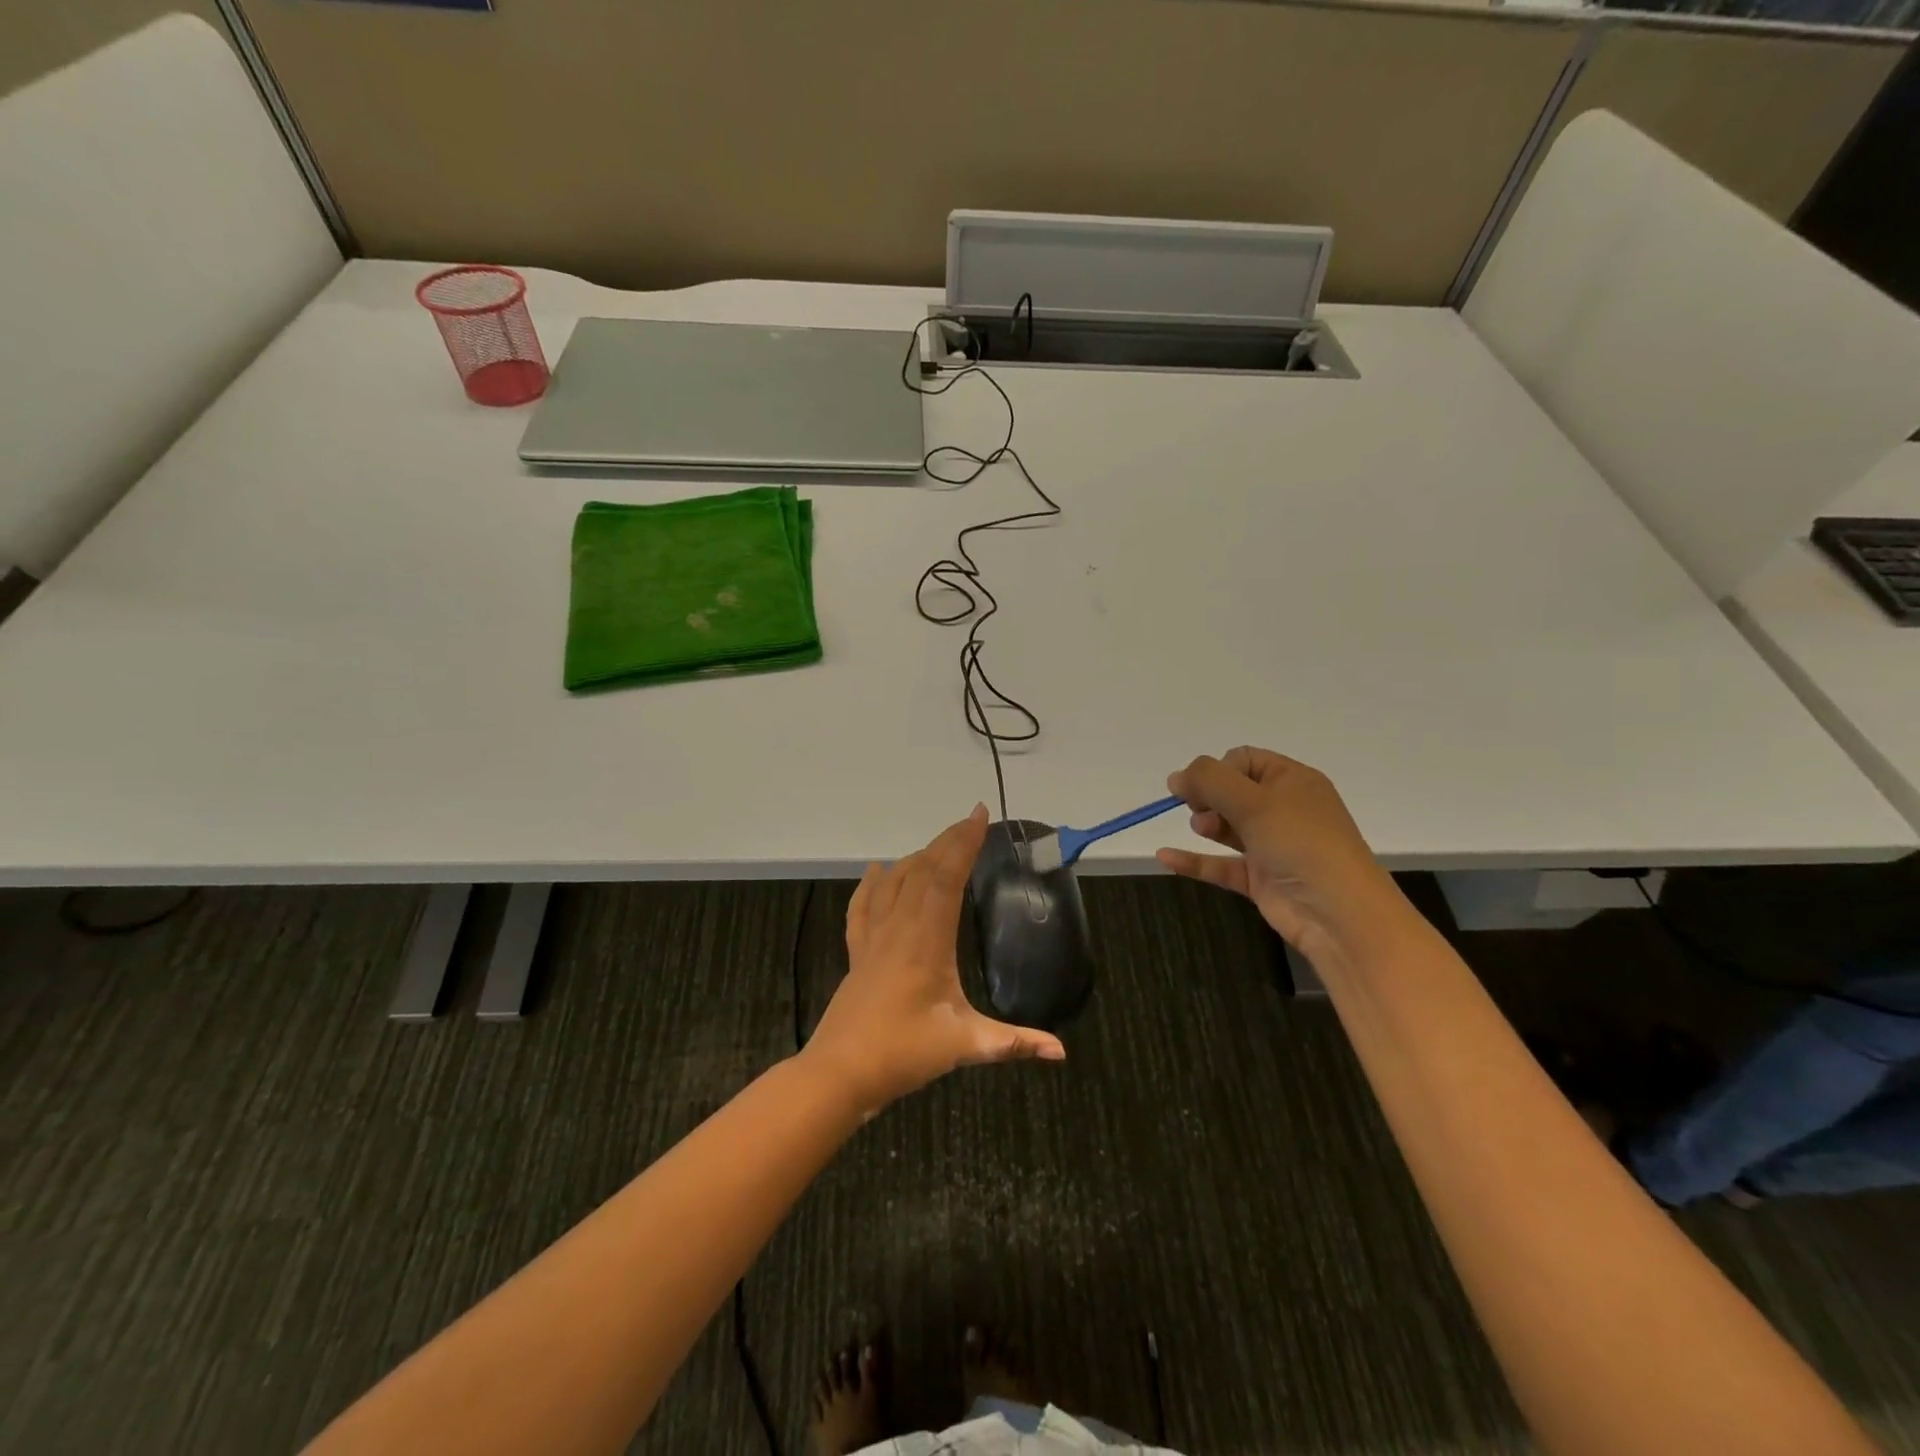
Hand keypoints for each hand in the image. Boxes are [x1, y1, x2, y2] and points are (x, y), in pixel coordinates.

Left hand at [803, 805, 1065, 1113]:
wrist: (839, 1073)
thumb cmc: (902, 1055)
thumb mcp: (963, 1046)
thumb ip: (1013, 1043)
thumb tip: (1060, 1051)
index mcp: (926, 941)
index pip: (946, 878)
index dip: (963, 844)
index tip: (980, 816)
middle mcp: (899, 929)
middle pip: (922, 871)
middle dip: (947, 841)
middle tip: (969, 821)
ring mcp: (873, 938)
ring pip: (894, 883)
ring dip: (917, 857)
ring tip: (938, 844)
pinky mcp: (857, 953)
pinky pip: (863, 907)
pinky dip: (872, 884)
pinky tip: (876, 871)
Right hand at [1157, 747, 1399, 959]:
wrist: (1339, 913)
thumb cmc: (1300, 843)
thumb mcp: (1254, 801)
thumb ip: (1209, 781)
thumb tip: (1175, 777)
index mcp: (1293, 781)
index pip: (1244, 760)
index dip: (1218, 769)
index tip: (1202, 786)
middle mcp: (1284, 810)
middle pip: (1233, 792)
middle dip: (1208, 797)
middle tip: (1197, 807)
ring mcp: (1273, 846)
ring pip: (1228, 827)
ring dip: (1206, 824)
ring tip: (1201, 828)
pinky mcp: (1261, 879)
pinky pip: (1221, 864)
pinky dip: (1195, 861)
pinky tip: (1164, 857)